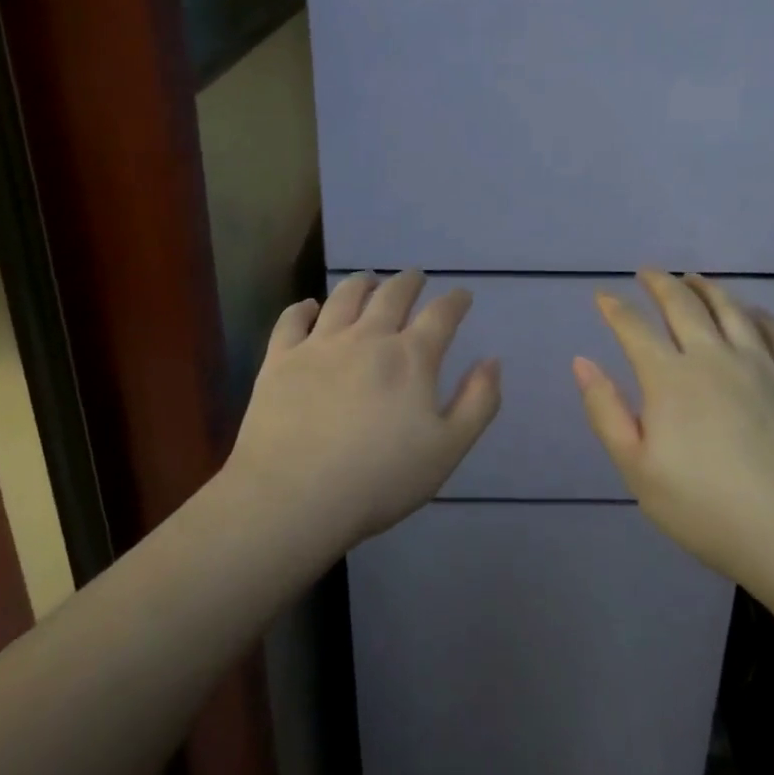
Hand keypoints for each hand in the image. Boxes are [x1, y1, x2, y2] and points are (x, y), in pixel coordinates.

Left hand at [226, 271, 501, 552]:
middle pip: (392, 295)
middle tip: (415, 278)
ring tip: (368, 280)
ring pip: (344, 297)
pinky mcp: (280, 359)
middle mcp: (367, 338)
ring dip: (361, 283)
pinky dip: (303, 308)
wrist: (294, 497)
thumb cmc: (379, 479)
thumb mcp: (447, 450)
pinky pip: (292, 320)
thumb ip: (477, 403)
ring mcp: (320, 345)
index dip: (455, 301)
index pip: (440, 315)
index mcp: (410, 358)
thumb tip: (492, 361)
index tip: (461, 295)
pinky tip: (309, 307)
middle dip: (408, 282)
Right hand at [573, 271, 773, 588]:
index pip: (634, 329)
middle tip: (647, 271)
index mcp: (670, 378)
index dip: (615, 308)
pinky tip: (754, 312)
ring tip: (694, 278)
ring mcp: (763, 365)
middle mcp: (714, 357)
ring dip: (707, 288)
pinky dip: (761, 315)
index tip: (603, 295)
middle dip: (660, 284)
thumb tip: (582, 362)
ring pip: (731, 310)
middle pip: (683, 306)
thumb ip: (606, 412)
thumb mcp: (638, 471)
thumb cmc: (709, 510)